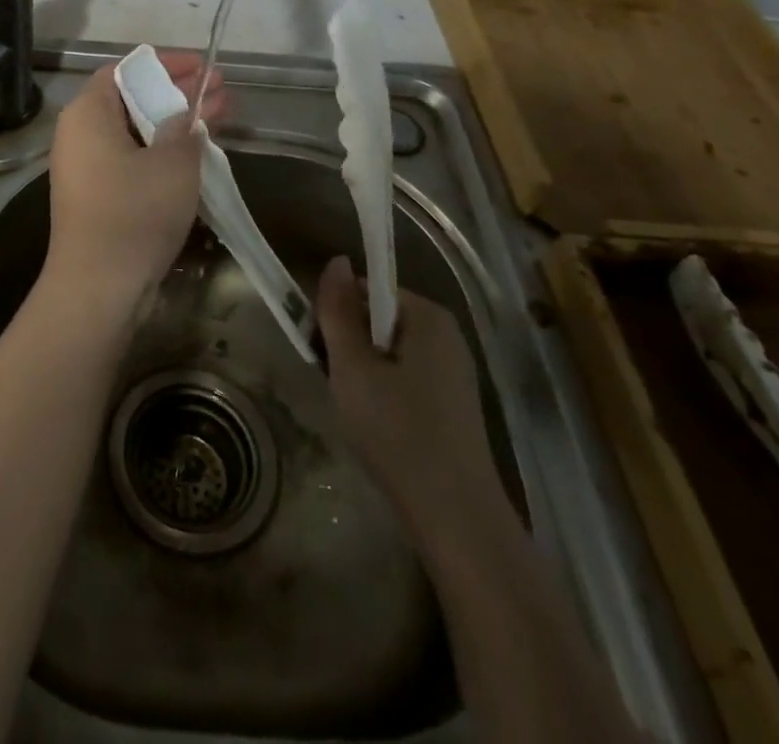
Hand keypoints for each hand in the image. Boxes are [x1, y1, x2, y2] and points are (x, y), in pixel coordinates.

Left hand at [40, 52, 226, 317]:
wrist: (99, 287)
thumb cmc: (134, 212)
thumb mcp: (173, 163)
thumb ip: (185, 128)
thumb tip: (185, 118)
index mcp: (88, 112)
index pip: (127, 69)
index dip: (167, 64)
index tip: (203, 66)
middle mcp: (80, 133)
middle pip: (133, 98)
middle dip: (179, 93)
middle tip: (221, 89)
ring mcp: (86, 167)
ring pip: (136, 131)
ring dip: (176, 122)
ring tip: (220, 114)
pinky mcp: (97, 195)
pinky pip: (132, 158)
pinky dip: (162, 150)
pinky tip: (196, 151)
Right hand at [316, 255, 502, 543]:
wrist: (456, 518)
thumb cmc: (397, 433)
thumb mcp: (352, 368)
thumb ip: (338, 312)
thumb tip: (336, 260)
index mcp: (427, 316)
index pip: (367, 291)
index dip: (337, 315)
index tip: (322, 350)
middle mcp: (446, 335)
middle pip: (378, 320)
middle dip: (351, 346)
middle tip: (337, 383)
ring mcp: (454, 371)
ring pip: (389, 353)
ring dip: (364, 372)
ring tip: (355, 408)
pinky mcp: (453, 404)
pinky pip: (406, 378)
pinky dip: (384, 393)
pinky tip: (377, 427)